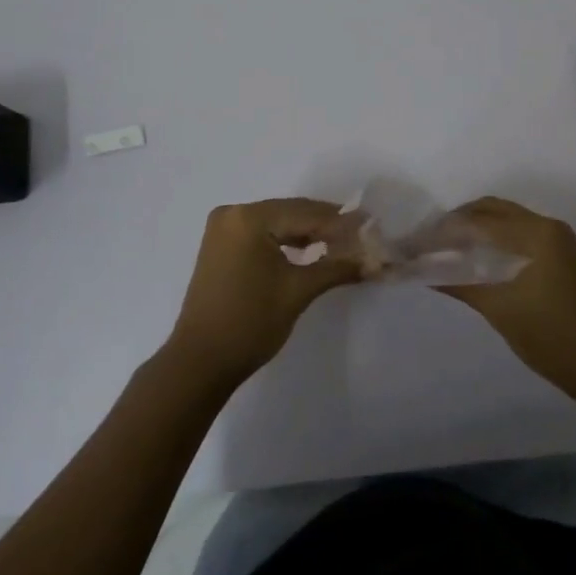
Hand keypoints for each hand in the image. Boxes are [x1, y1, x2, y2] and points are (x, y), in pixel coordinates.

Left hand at [164, 199, 363, 388]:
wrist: (200, 362)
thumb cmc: (250, 323)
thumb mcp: (298, 291)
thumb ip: (337, 267)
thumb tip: (375, 259)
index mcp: (249, 218)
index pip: (305, 212)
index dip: (341, 221)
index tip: (372, 226)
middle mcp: (233, 213)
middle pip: (291, 213)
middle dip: (326, 226)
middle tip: (362, 235)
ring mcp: (223, 229)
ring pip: (277, 223)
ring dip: (308, 233)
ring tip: (343, 244)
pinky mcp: (221, 246)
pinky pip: (262, 234)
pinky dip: (286, 242)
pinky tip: (311, 250)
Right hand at [439, 197, 575, 390]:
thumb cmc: (551, 337)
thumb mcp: (499, 309)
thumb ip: (459, 281)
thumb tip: (422, 269)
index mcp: (536, 233)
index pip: (478, 220)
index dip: (443, 231)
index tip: (415, 243)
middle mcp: (547, 225)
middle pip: (491, 210)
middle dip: (457, 222)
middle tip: (427, 242)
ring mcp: (556, 238)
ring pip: (504, 219)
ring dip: (474, 229)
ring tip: (444, 249)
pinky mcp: (559, 254)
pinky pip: (517, 232)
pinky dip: (492, 239)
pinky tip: (472, 257)